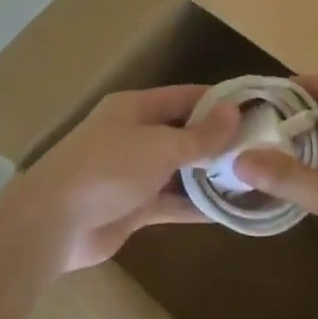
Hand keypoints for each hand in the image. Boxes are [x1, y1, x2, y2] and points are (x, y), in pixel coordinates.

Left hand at [12, 85, 238, 271]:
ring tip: (253, 179)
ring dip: (209, 175)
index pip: (185, 96)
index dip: (218, 100)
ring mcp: (133, 173)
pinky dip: (195, 205)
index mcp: (135, 108)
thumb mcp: (159, 146)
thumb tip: (234, 112)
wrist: (54, 222)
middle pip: (183, 132)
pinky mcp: (133, 207)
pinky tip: (229, 211)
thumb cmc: (107, 169)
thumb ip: (200, 135)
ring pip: (179, 170)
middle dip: (218, 141)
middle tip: (263, 149)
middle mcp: (135, 135)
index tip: (256, 107)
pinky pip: (171, 202)